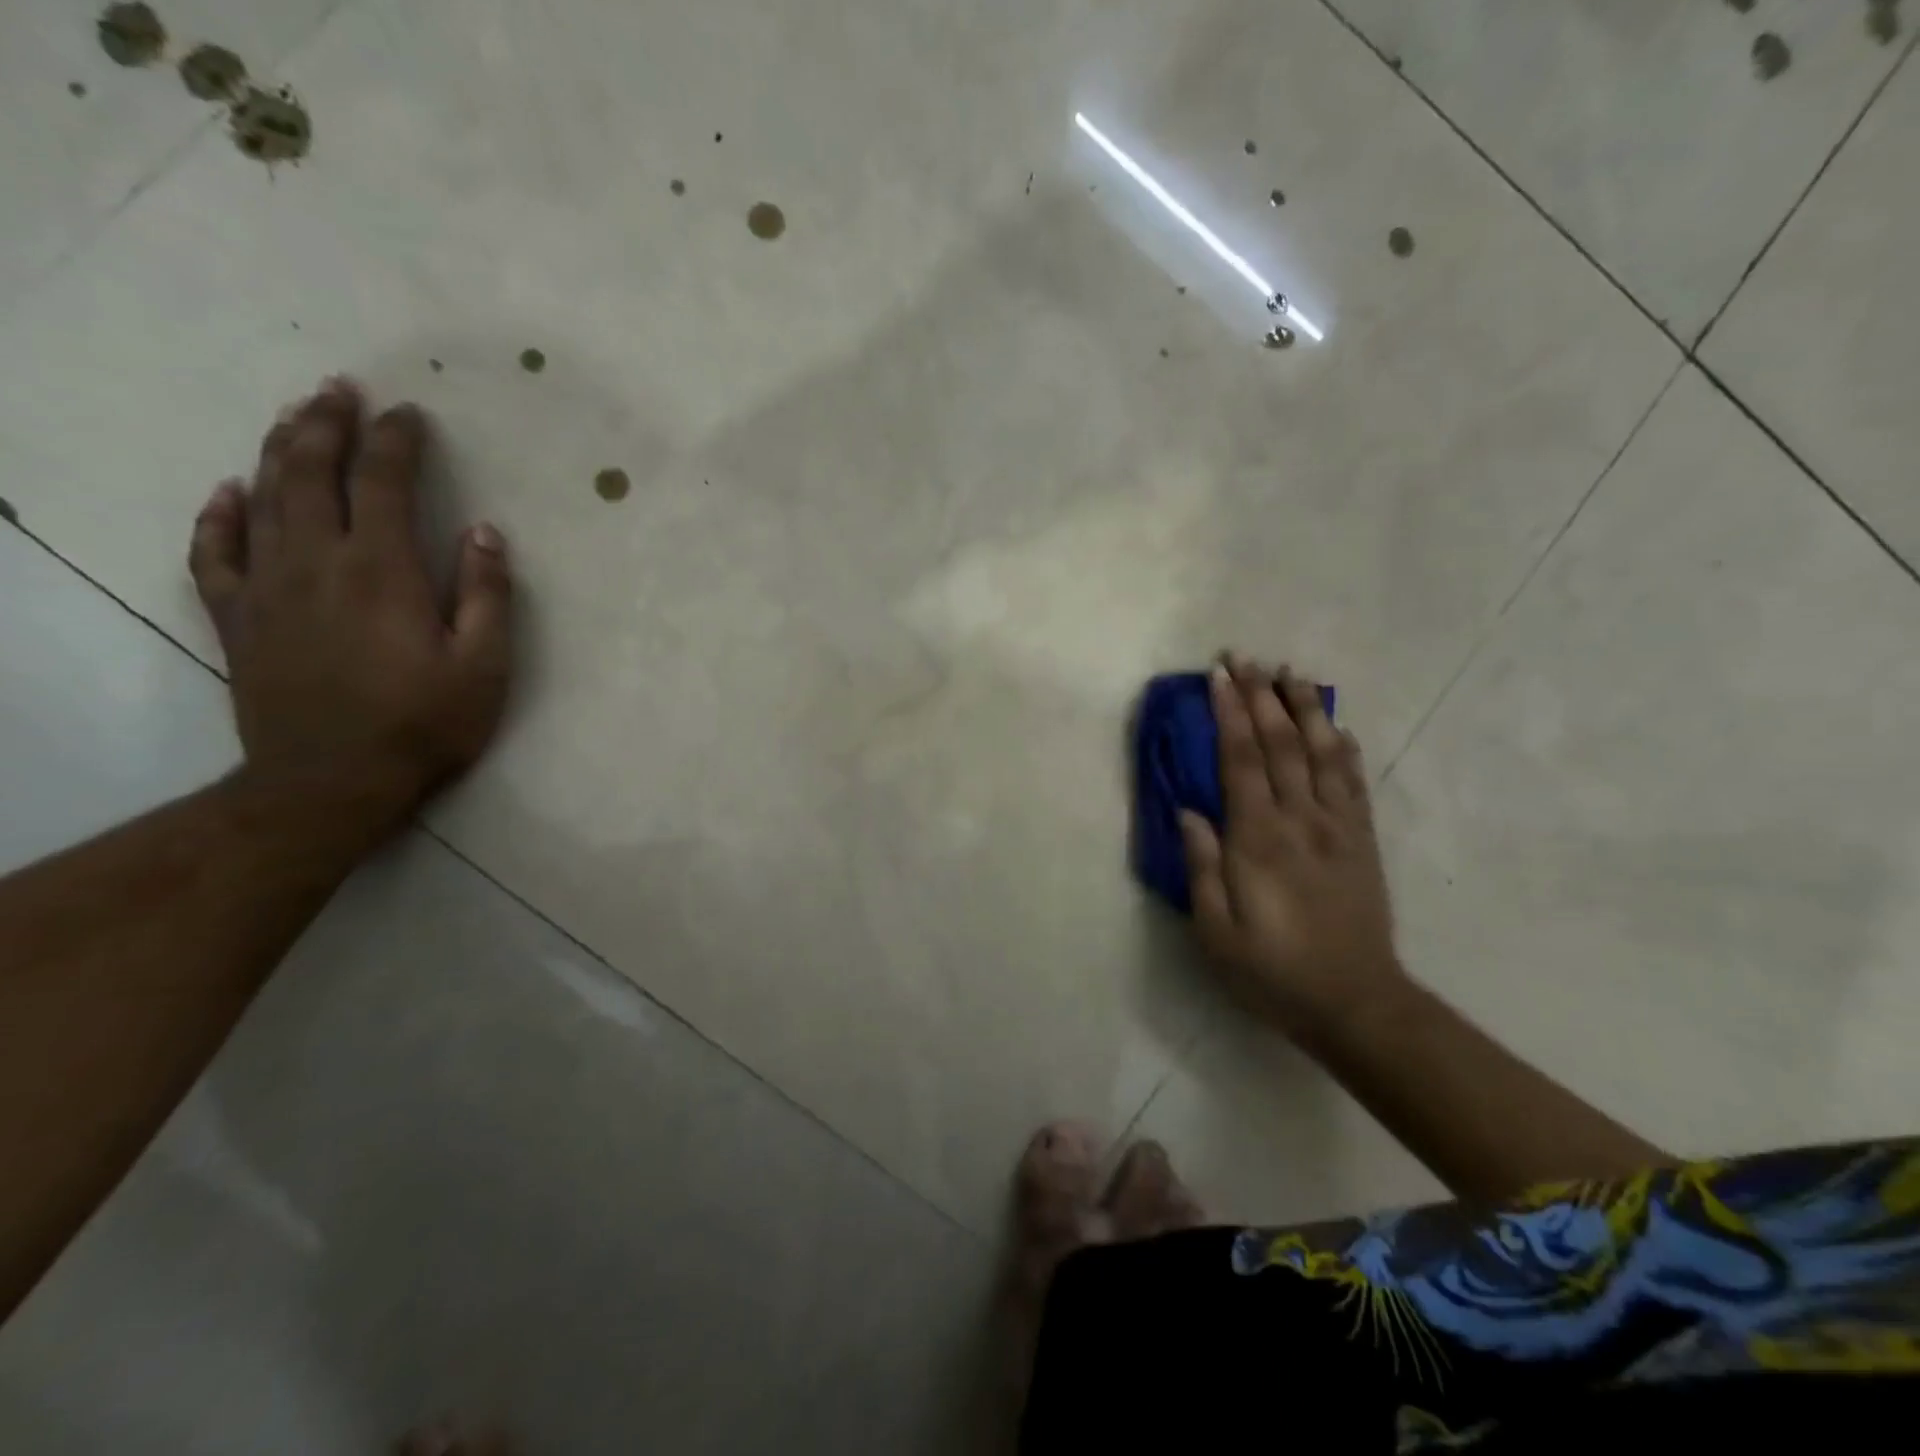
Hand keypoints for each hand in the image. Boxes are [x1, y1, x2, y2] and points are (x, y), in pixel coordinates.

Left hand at [188, 378, 512, 835]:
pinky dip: (218, 514)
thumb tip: (483, 532)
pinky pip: (214, 552)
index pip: (383, 483)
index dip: (396, 442)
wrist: (332, 781)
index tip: (410, 413)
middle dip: (327, 424)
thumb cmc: (424, 723)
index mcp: (381, 570)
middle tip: (340, 388)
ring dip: (278, 449)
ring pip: (262, 497)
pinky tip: (227, 490)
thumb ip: (486, 595)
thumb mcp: (484, 665)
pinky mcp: (238, 618)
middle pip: (310, 473)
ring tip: (295, 416)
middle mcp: (315, 562)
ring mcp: (267, 588)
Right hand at [1179, 657, 1405, 1037]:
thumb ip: (1202, 868)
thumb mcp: (1216, 932)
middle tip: (1245, 657)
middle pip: (1281, 744)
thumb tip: (1189, 812)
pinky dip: (1344, 748)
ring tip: (1290, 673)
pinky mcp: (1361, 842)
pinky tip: (1336, 727)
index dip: (1229, 714)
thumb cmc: (1273, 971)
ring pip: (1322, 753)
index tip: (1218, 676)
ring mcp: (1338, 828)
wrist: (1356, 1004)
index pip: (1242, 760)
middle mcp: (1301, 821)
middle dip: (1260, 696)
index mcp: (1259, 840)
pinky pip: (1353, 783)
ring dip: (1305, 709)